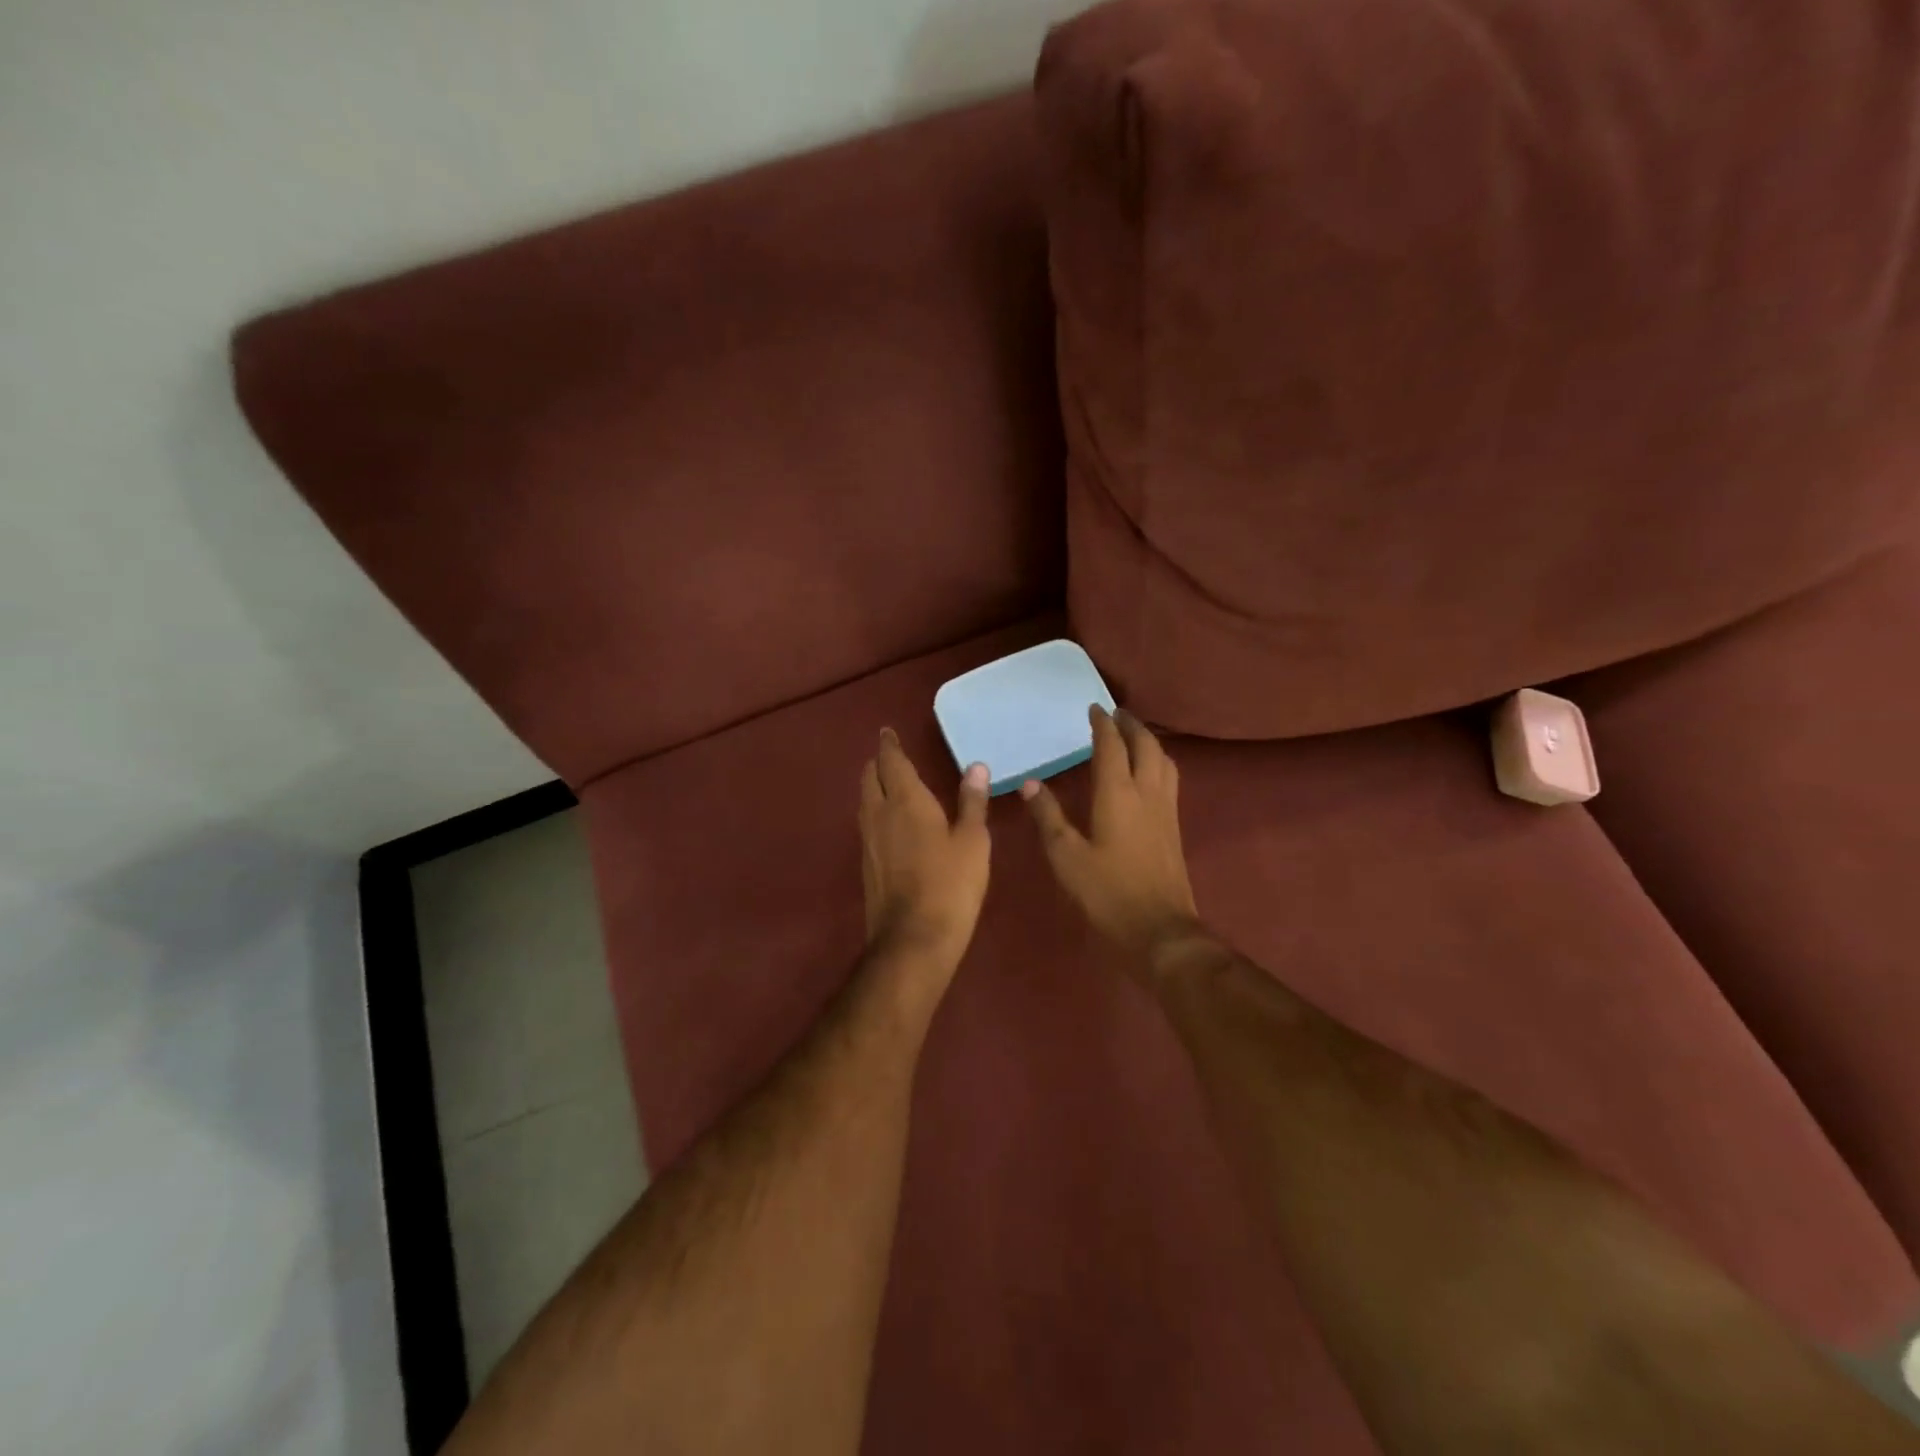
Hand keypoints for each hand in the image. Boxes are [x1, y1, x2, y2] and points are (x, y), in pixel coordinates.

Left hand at [860, 729, 991, 978]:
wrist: (914, 940)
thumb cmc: (951, 885)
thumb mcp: (973, 842)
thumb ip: (972, 802)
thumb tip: (976, 767)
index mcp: (906, 801)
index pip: (892, 762)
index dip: (889, 745)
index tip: (886, 732)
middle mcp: (880, 814)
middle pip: (870, 778)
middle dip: (878, 763)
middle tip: (888, 755)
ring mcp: (868, 841)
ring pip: (865, 802)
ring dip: (873, 787)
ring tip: (886, 783)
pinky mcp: (866, 865)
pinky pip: (867, 825)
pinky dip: (875, 812)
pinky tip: (888, 824)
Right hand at [1022, 707, 1199, 970]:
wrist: (1160, 931)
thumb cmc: (1106, 893)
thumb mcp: (1066, 856)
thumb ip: (1048, 817)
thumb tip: (1030, 784)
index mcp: (1118, 794)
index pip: (1112, 746)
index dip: (1102, 724)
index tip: (1093, 708)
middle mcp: (1147, 793)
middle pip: (1145, 746)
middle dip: (1130, 725)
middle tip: (1115, 715)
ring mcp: (1166, 810)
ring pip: (1164, 761)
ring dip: (1148, 741)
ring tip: (1132, 737)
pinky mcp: (1175, 828)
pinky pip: (1169, 780)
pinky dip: (1158, 763)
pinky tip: (1148, 775)